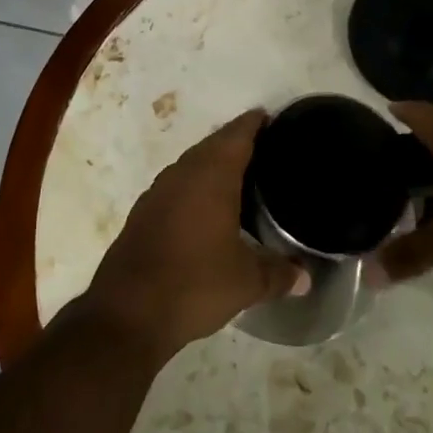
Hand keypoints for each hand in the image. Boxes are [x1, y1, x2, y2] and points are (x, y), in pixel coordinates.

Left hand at [81, 109, 307, 360]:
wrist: (127, 313)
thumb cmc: (194, 284)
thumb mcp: (246, 282)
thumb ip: (278, 274)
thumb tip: (306, 278)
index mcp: (212, 176)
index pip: (237, 135)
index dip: (254, 123)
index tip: (271, 119)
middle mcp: (183, 173)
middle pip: (214, 144)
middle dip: (236, 141)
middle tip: (264, 148)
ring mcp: (159, 191)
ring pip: (192, 163)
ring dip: (213, 162)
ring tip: (240, 175)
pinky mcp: (144, 212)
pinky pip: (177, 184)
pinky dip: (195, 185)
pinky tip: (206, 207)